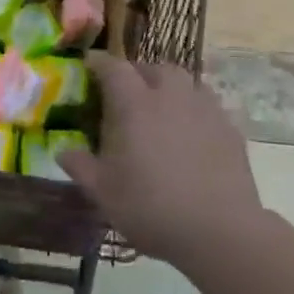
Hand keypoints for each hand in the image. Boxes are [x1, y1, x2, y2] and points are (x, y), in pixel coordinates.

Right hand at [59, 55, 261, 265]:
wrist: (220, 230)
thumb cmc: (151, 208)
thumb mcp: (104, 193)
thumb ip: (81, 167)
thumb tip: (63, 151)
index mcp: (134, 103)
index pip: (113, 68)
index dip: (99, 63)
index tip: (90, 65)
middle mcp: (170, 95)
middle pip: (153, 68)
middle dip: (138, 74)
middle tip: (128, 94)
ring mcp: (204, 108)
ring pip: (185, 81)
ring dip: (169, 88)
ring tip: (162, 110)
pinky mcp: (230, 127)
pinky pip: (207, 105)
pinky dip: (194, 111)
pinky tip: (192, 134)